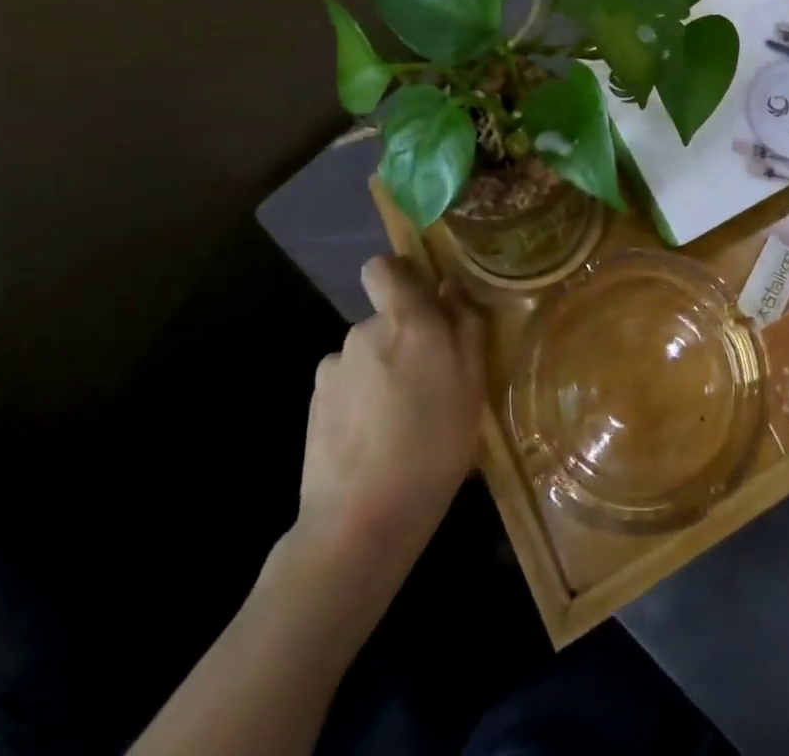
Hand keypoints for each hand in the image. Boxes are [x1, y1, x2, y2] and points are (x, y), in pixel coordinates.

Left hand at [291, 256, 484, 573]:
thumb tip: (451, 287)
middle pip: (384, 317)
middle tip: (431, 381)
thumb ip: (465, 325)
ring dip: (382, 370)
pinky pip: (347, 384)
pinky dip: (360, 399)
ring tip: (403, 418)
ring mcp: (334, 368)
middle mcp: (364, 331)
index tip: (423, 300)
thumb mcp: (473, 384)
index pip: (384, 267)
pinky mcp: (315, 403)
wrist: (360, 521)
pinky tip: (375, 437)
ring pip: (366, 354)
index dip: (400, 275)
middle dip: (404, 337)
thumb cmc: (434, 446)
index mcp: (406, 320)